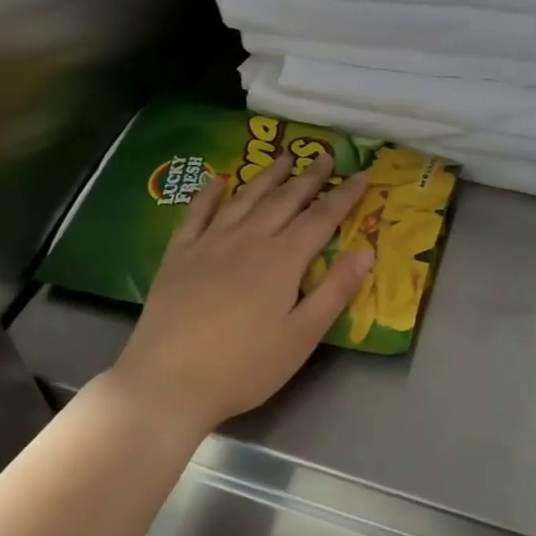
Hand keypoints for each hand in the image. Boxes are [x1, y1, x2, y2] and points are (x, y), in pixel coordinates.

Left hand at [109, 150, 373, 436]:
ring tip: (284, 157)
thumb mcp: (302, 336)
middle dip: (309, 176)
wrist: (168, 380)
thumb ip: (335, 290)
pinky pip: (196, 213)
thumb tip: (366, 250)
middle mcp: (248, 239)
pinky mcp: (179, 255)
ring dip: (267, 176)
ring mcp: (209, 243)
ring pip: (245, 198)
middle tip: (326, 155)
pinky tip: (218, 180)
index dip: (344, 195)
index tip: (362, 174)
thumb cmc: (245, 366)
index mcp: (282, 259)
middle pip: (284, 200)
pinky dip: (209, 193)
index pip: (321, 217)